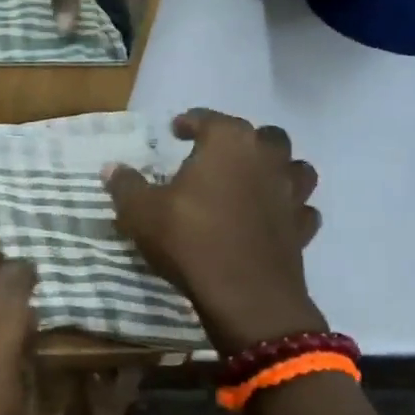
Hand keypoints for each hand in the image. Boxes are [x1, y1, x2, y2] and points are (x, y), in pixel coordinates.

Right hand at [104, 109, 325, 353]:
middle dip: (242, 140)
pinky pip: (300, 208)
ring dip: (276, 170)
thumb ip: (126, 186)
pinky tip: (271, 218)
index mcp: (228, 143)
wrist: (244, 295)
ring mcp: (291, 194)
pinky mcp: (302, 228)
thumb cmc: (189, 239)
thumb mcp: (141, 212)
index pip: (209, 119)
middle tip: (217, 156)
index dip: (191, 122)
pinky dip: (288, 209)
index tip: (176, 129)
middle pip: (263, 136)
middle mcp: (266, 159)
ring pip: (295, 168)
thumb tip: (112, 168)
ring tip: (252, 181)